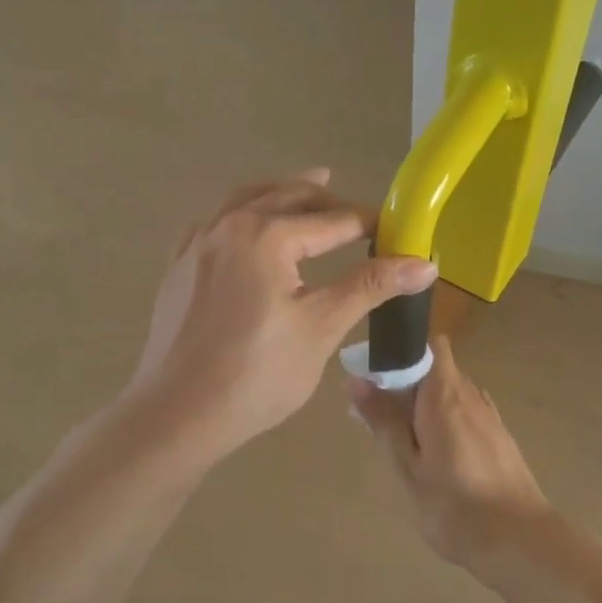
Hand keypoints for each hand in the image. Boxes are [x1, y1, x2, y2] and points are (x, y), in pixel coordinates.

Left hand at [128, 170, 437, 463]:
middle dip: (328, 202)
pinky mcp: (179, 267)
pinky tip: (249, 228)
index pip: (333, 221)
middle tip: (359, 215)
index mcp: (266, 235)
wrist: (176, 415)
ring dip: (283, 193)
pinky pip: (215, 222)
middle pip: (288, 197)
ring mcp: (197, 244)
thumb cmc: (256, 374)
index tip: (397, 232)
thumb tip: (424, 263)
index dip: (370, 225)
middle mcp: (228, 225)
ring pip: (246, 200)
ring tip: (310, 187)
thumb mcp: (321, 328)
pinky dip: (242, 214)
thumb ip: (370, 286)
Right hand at [348, 337, 551, 564]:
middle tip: (378, 418)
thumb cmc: (456, 507)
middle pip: (436, 370)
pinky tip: (436, 457)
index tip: (376, 374)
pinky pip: (466, 414)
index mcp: (445, 396)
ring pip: (451, 394)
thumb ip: (384, 421)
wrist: (521, 543)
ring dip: (425, 405)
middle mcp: (471, 396)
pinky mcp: (499, 439)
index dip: (403, 350)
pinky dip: (445, 422)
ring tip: (403, 442)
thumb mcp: (408, 467)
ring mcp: (489, 417)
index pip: (430, 346)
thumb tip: (356, 380)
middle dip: (406, 383)